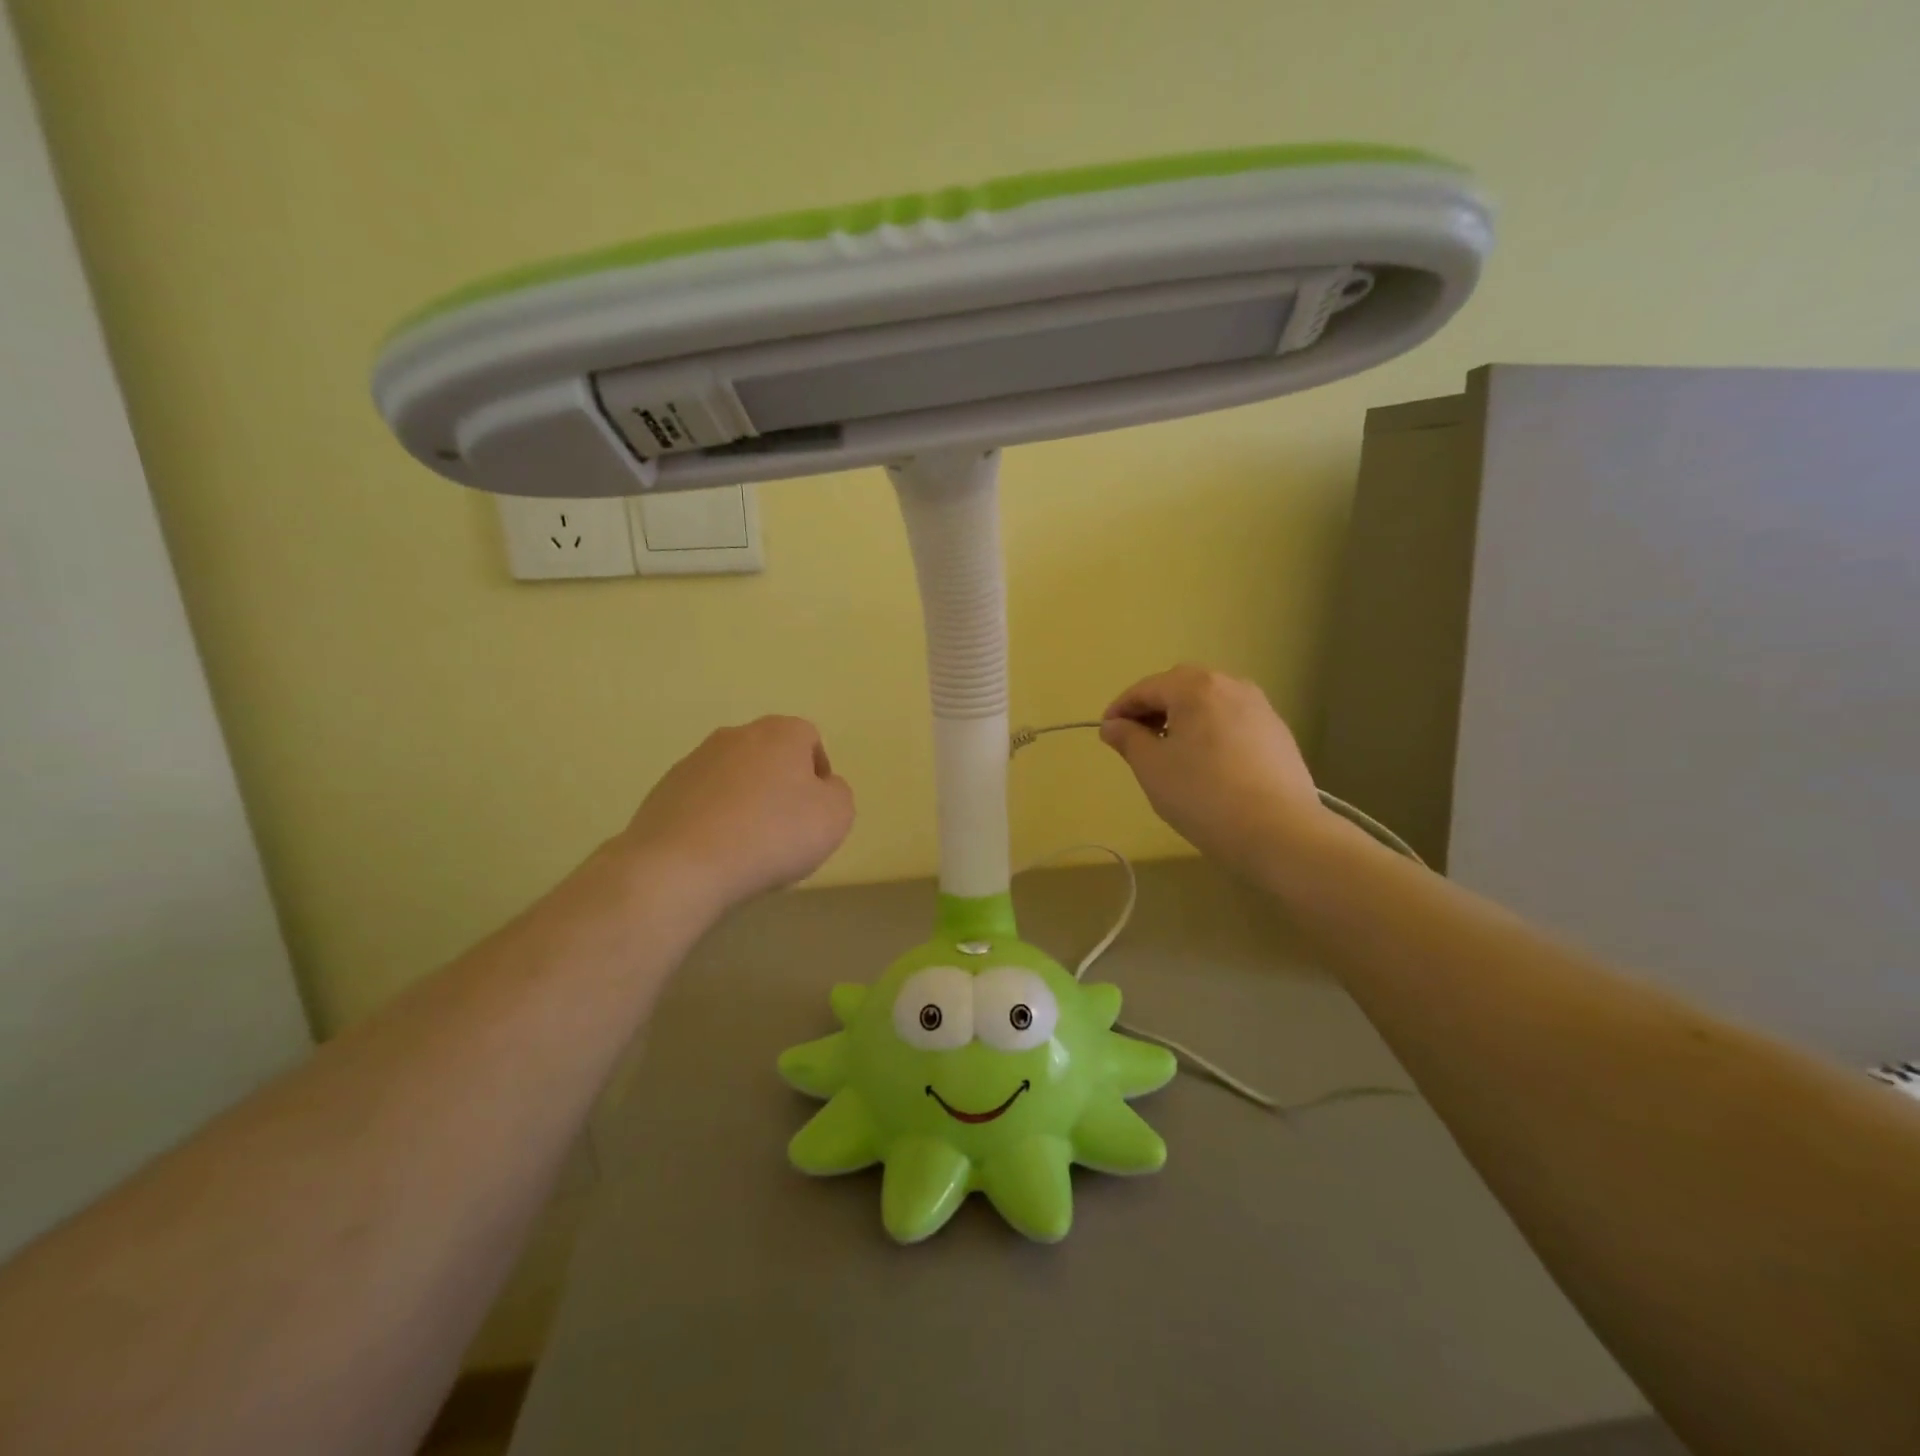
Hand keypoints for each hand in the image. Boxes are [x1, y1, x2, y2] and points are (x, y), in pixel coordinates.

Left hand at [621, 716, 854, 909]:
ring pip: (734, 778)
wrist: (681, 866)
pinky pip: (703, 801)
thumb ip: (838, 793)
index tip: (817, 811)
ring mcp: (694, 761)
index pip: (809, 739)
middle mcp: (735, 736)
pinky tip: (717, 853)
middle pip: (769, 756)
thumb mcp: (836, 816)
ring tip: (748, 848)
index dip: (818, 774)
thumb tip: (822, 786)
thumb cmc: (772, 835)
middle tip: (786, 830)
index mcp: (780, 733)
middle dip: (780, 786)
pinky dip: (714, 820)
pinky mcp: (664, 791)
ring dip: (746, 803)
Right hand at [1100, 665, 1323, 880]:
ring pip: (1210, 703)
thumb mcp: (1151, 767)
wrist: (1279, 831)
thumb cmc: (1202, 794)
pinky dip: (1211, 732)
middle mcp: (1231, 686)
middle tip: (1136, 739)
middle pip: (1181, 687)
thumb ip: (1128, 739)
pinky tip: (1207, 763)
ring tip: (1171, 752)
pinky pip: (1232, 721)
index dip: (1121, 708)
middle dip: (1154, 708)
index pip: (1147, 688)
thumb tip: (1113, 725)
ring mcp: (1260, 708)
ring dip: (1184, 718)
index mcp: (1196, 687)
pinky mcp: (1278, 733)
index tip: (1106, 732)